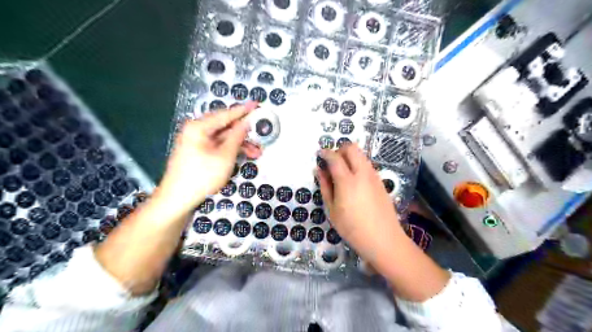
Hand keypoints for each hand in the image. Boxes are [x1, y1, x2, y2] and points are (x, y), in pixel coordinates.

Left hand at [155, 104, 260, 216]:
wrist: (178, 199)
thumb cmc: (202, 176)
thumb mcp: (225, 155)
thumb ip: (237, 136)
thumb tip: (247, 122)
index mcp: (199, 127)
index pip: (226, 114)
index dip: (243, 110)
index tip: (257, 104)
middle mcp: (197, 131)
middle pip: (225, 127)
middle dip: (244, 133)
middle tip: (261, 135)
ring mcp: (197, 143)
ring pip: (223, 138)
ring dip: (240, 144)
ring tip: (257, 153)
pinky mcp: (199, 153)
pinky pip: (218, 147)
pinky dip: (231, 151)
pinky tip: (244, 156)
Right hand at [317, 145, 404, 264]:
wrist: (383, 239)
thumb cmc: (352, 228)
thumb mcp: (332, 210)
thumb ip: (325, 187)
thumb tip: (319, 170)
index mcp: (347, 181)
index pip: (335, 157)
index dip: (325, 153)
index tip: (319, 154)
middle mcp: (362, 173)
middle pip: (351, 148)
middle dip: (339, 150)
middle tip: (332, 163)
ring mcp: (374, 176)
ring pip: (361, 155)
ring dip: (350, 157)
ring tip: (342, 173)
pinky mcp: (380, 181)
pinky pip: (367, 165)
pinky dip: (358, 165)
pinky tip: (354, 182)